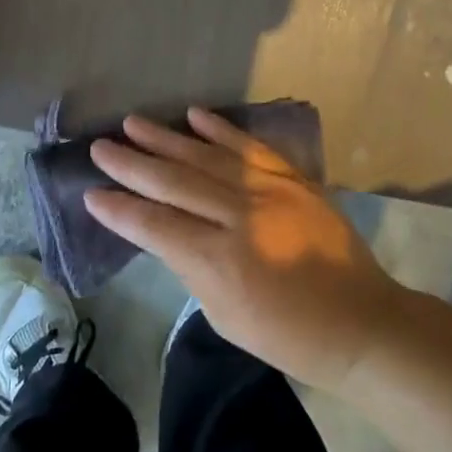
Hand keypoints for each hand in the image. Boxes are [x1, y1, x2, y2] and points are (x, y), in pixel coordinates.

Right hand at [85, 109, 402, 390]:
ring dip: (166, 138)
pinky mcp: (292, 178)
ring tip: (132, 122)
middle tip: (99, 146)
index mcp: (219, 261)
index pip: (155, 226)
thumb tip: (163, 230)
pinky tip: (193, 115)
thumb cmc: (288, 336)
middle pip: (174, 182)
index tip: (91, 193)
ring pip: (206, 156)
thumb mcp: (225, 316)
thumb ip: (191, 267)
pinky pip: (249, 146)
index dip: (120, 209)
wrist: (361, 321)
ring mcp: (269, 191)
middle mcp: (239, 217)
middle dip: (131, 164)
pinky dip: (220, 128)